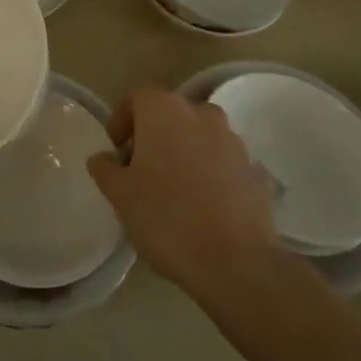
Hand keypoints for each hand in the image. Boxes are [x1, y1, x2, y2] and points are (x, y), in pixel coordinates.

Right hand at [87, 86, 285, 293]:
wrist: (236, 262)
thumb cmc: (166, 217)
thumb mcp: (119, 195)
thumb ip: (105, 168)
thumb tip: (104, 158)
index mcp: (165, 111)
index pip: (136, 98)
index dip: (122, 121)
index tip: (116, 151)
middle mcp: (202, 114)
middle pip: (170, 115)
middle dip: (154, 136)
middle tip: (141, 171)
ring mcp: (234, 141)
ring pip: (200, 137)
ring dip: (185, 153)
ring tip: (174, 191)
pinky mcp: (256, 171)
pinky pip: (224, 163)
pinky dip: (211, 174)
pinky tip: (204, 207)